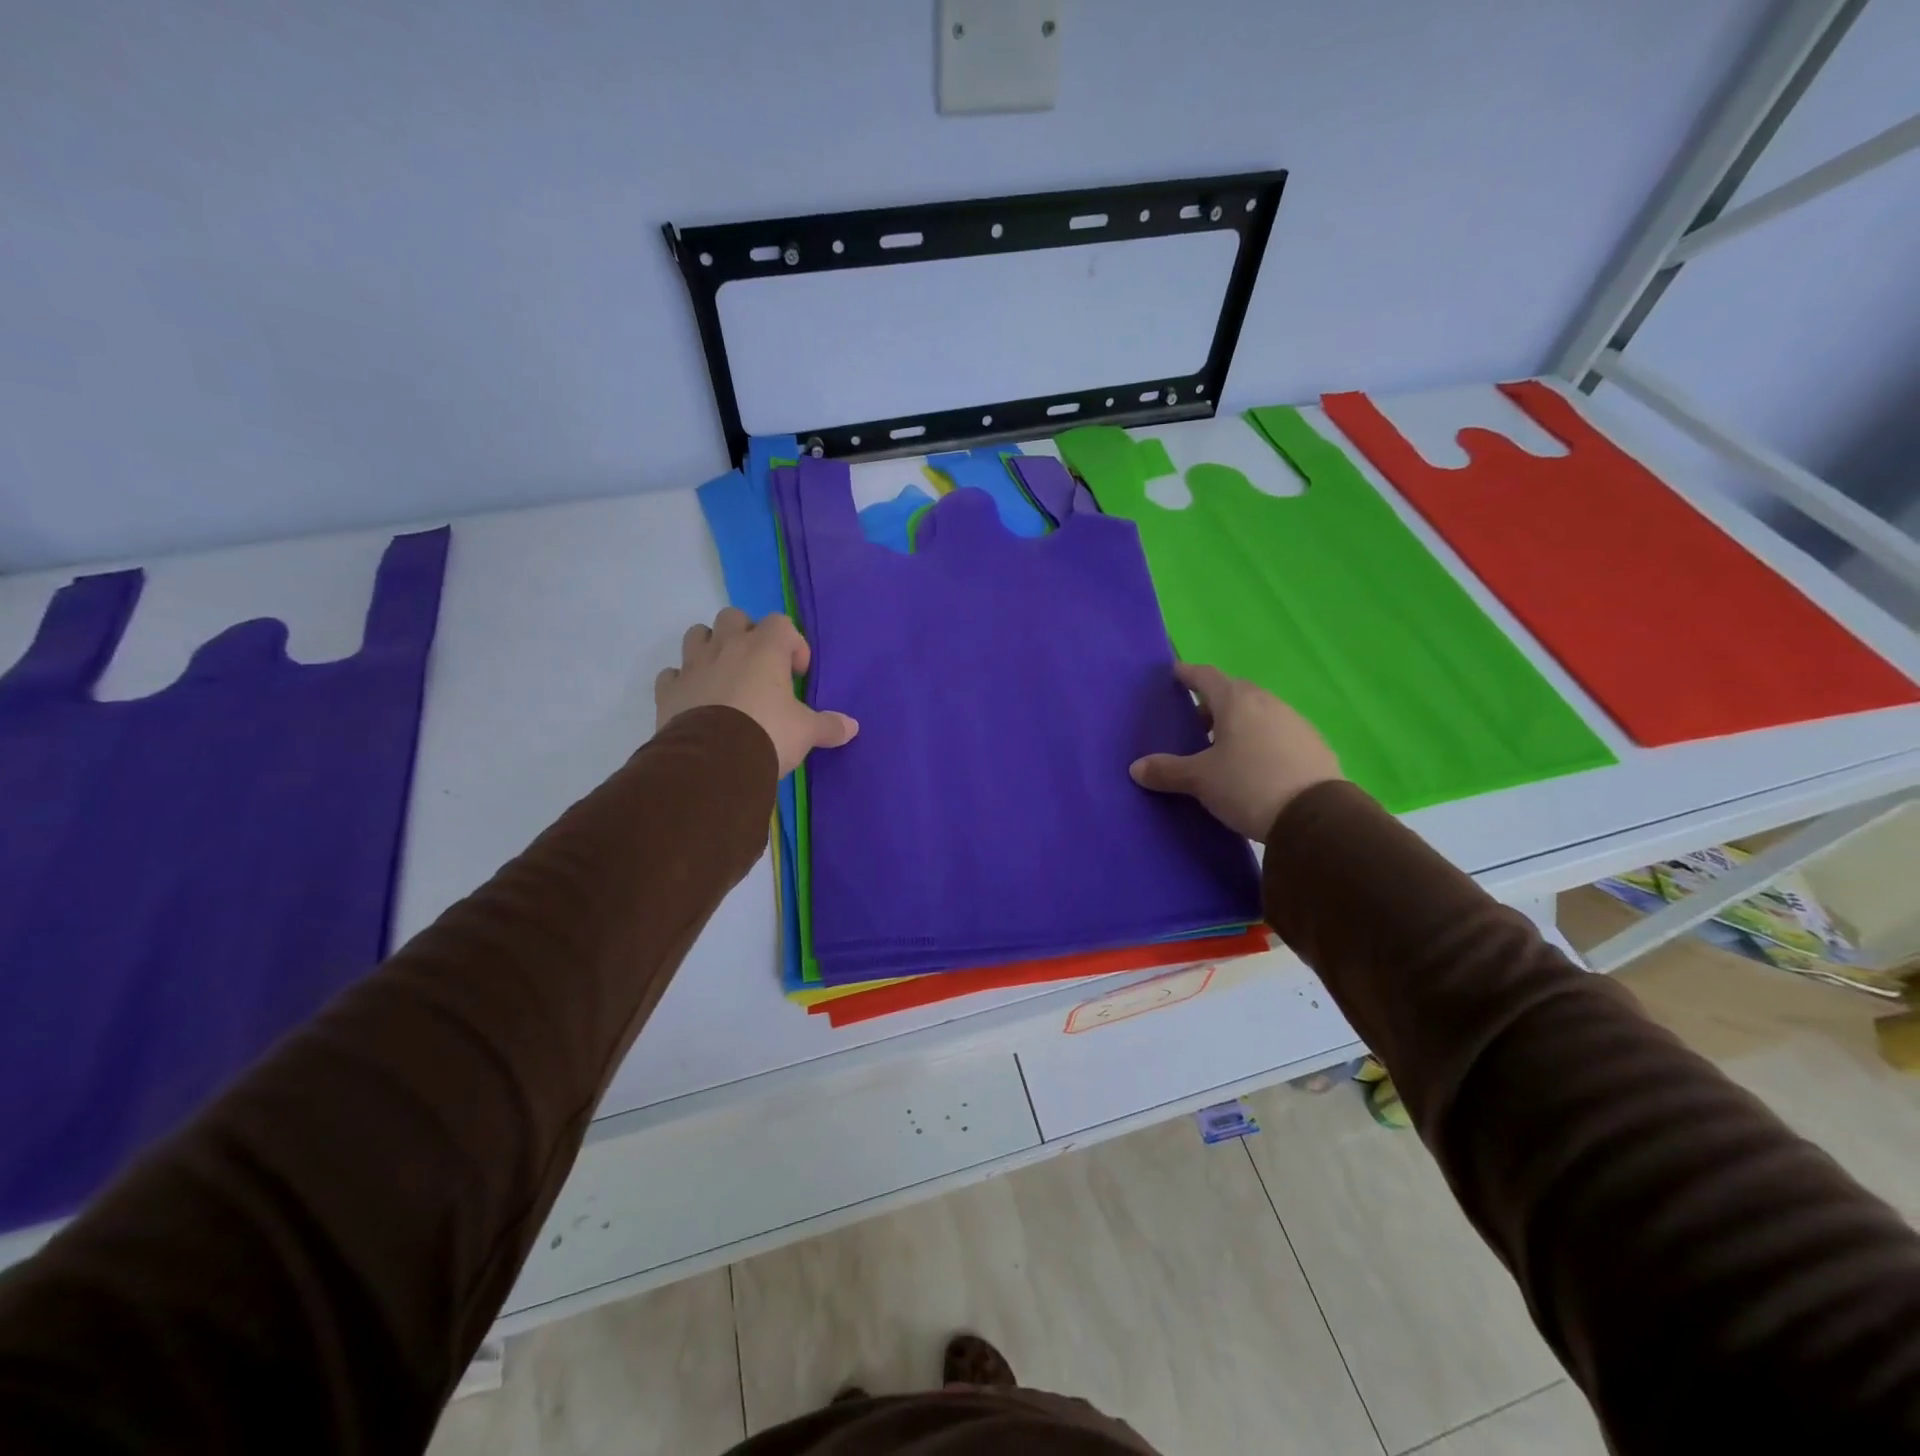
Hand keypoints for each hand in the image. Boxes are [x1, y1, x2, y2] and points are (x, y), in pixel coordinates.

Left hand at [655, 608, 857, 776]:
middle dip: (746, 635)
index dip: (792, 644)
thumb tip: (852, 727)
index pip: (781, 623)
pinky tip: (695, 700)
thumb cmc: (768, 734)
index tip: (798, 674)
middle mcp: (726, 647)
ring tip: (724, 676)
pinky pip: (672, 674)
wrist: (714, 762)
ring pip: (697, 635)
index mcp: (764, 649)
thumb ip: (828, 726)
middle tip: (759, 667)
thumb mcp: (806, 732)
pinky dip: (683, 682)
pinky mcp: (668, 690)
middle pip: (733, 617)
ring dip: (710, 648)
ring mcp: (693, 666)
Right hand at [1130, 663, 1341, 840]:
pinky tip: (1256, 764)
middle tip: (1195, 721)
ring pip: (1259, 712)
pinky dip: (1261, 740)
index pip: (1206, 676)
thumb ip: (1167, 770)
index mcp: (1236, 702)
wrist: (1315, 817)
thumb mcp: (1200, 780)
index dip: (1188, 674)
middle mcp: (1267, 703)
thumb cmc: (1248, 785)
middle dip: (1213, 702)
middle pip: (1235, 692)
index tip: (1175, 674)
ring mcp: (1295, 722)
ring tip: (1224, 747)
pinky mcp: (1314, 745)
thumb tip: (1136, 768)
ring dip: (1240, 722)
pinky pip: (1279, 733)